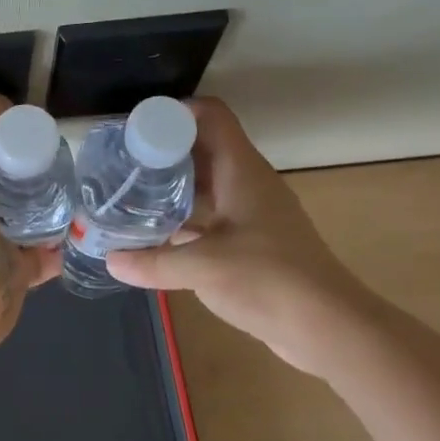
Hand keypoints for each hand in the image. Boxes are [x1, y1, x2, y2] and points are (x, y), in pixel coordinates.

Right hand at [105, 98, 370, 374]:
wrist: (329, 327)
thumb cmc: (268, 279)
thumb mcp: (203, 267)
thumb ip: (153, 261)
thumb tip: (110, 260)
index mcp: (241, 170)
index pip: (211, 115)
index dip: (174, 113)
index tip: (137, 129)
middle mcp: (247, 183)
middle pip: (203, 148)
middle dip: (163, 152)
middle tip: (123, 165)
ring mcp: (252, 213)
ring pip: (206, 184)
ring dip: (172, 187)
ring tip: (130, 196)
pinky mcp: (253, 242)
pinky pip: (212, 216)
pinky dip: (185, 219)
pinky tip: (156, 235)